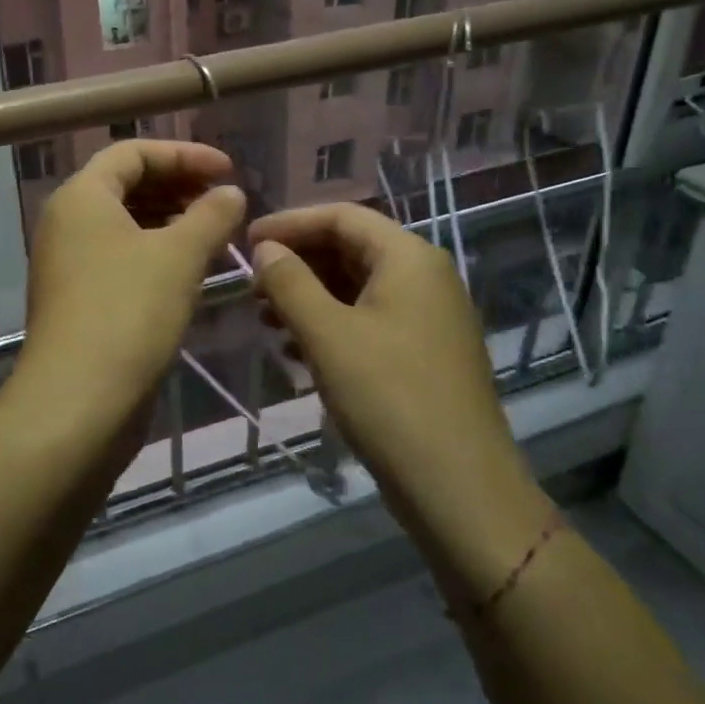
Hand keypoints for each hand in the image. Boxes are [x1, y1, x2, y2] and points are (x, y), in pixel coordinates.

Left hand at [17, 140, 246, 432]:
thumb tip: (231, 193)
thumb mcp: (179, 257)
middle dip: (178, 186)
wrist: (78, 402)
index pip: (132, 152)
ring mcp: (69, 264)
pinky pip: (120, 258)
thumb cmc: (128, 313)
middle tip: (223, 202)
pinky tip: (190, 271)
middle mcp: (67, 223)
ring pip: (125, 225)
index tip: (228, 171)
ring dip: (170, 222)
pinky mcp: (78, 300)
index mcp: (81, 197)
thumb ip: (210, 216)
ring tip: (215, 234)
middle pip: (126, 185)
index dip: (184, 155)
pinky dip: (155, 253)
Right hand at [247, 203, 552, 601]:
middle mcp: (425, 276)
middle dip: (298, 262)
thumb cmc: (388, 398)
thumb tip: (265, 249)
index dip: (290, 223)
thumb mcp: (327, 335)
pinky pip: (369, 319)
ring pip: (357, 286)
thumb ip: (290, 283)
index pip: (341, 217)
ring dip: (309, 295)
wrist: (458, 487)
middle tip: (252, 286)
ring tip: (267, 319)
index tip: (246, 241)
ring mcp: (428, 316)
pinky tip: (298, 349)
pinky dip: (331, 323)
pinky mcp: (424, 351)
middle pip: (350, 248)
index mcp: (409, 258)